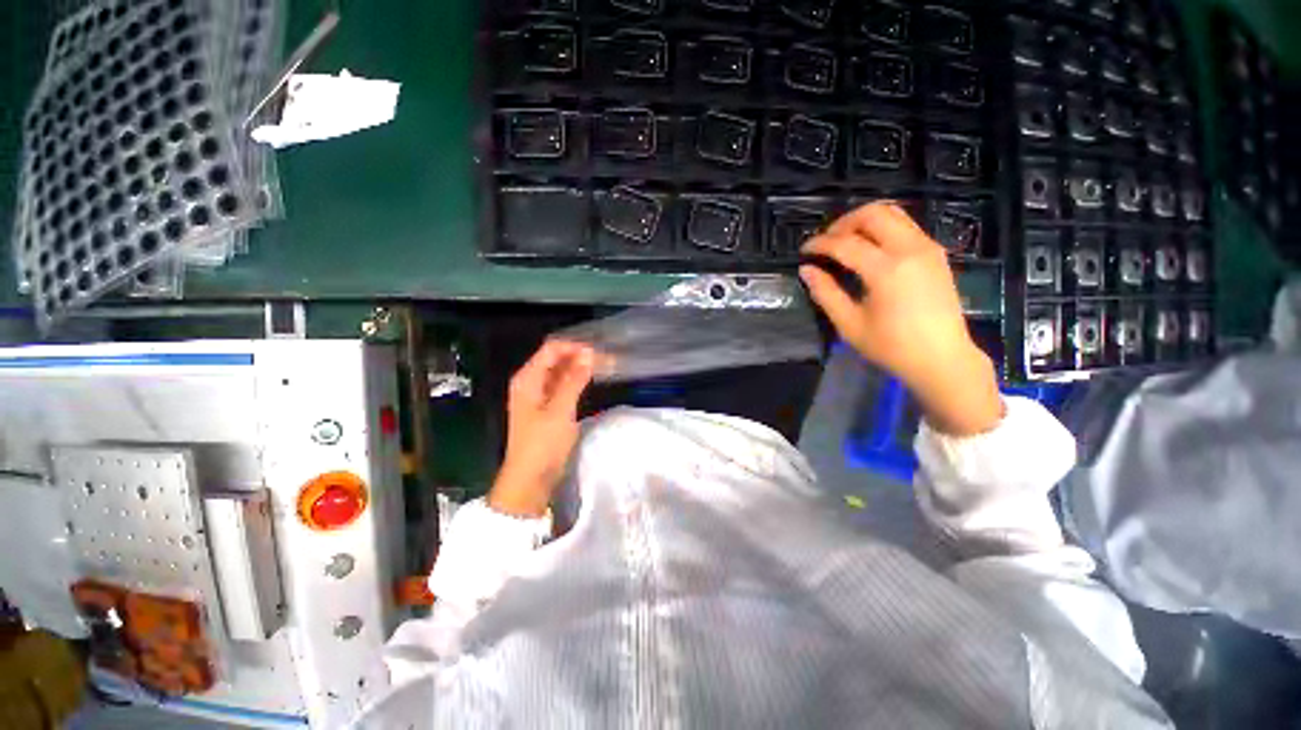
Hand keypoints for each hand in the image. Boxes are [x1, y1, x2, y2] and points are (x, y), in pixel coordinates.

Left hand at [489, 340, 595, 517]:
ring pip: (560, 373)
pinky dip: (576, 382)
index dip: (574, 347)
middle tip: (606, 359)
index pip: (551, 349)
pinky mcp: (547, 408)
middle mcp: (530, 382)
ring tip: (603, 367)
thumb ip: (574, 380)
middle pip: (555, 359)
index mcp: (527, 378)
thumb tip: (589, 354)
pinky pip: (562, 386)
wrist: (530, 479)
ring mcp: (538, 395)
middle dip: (579, 356)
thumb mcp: (560, 410)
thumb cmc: (542, 443)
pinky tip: (591, 382)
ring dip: (579, 368)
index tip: (598, 352)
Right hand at [800, 203, 1002, 435]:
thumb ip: (826, 293)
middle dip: (843, 223)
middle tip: (826, 242)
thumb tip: (806, 270)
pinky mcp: (936, 253)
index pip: (845, 243)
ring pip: (893, 213)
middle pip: (873, 214)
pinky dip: (882, 229)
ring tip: (845, 241)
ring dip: (864, 221)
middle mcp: (910, 249)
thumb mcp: (850, 325)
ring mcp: (927, 248)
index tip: (804, 251)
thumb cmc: (892, 347)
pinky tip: (870, 249)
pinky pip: (906, 226)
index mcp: (886, 270)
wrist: (943, 359)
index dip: (820, 244)